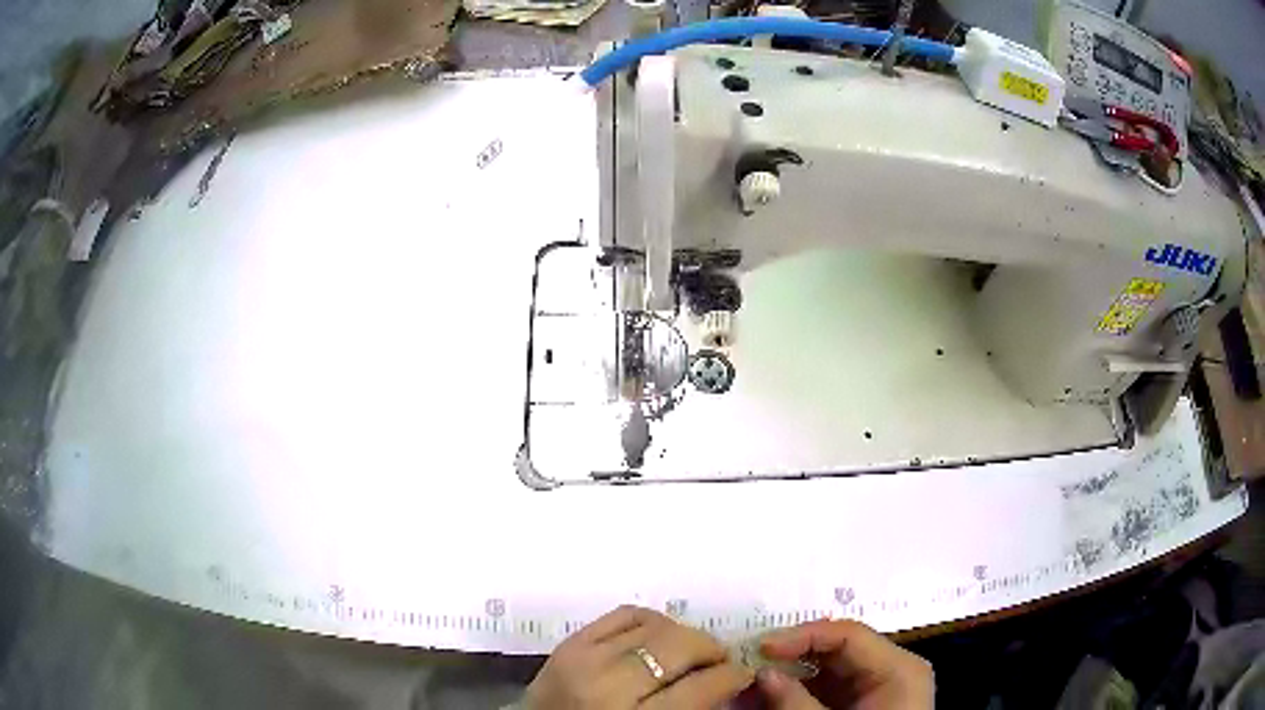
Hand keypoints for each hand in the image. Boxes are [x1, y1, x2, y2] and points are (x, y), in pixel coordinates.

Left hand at [524, 605, 754, 708]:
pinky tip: (658, 635)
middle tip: (720, 660)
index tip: (743, 674)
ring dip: (683, 634)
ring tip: (690, 649)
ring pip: (655, 625)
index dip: (733, 676)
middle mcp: (609, 684)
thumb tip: (729, 682)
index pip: (702, 686)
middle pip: (680, 646)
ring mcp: (584, 657)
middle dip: (712, 649)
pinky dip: (650, 620)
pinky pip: (623, 613)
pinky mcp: (569, 642)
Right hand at [755, 619, 932, 709]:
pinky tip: (768, 698)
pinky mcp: (862, 704)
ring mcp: (877, 688)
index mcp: (898, 668)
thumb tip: (761, 674)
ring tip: (751, 682)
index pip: (848, 635)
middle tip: (749, 662)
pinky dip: (798, 692)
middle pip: (837, 650)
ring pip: (828, 670)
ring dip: (789, 675)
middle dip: (790, 657)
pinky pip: (828, 689)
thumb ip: (795, 702)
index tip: (760, 647)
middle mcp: (891, 670)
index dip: (802, 635)